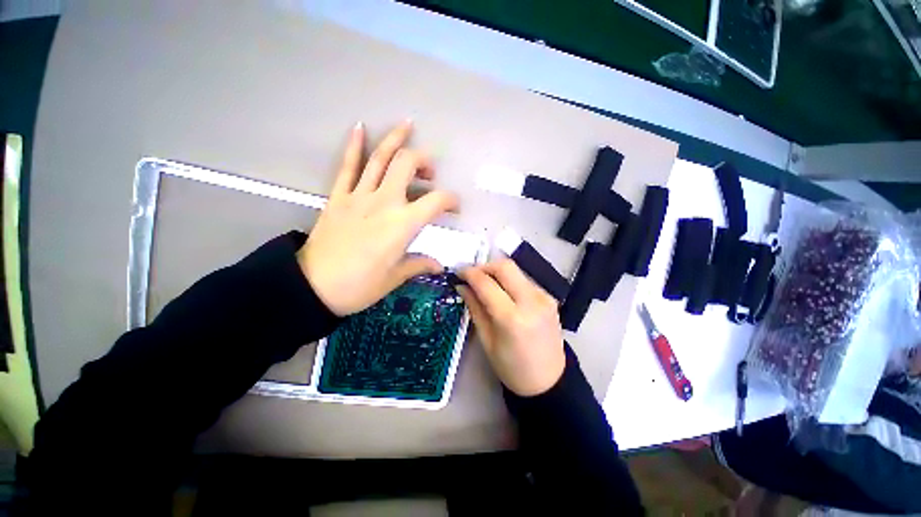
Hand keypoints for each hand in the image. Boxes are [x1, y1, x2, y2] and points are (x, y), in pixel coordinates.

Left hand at [299, 121, 458, 315]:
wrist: (313, 287)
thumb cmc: (360, 286)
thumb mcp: (395, 277)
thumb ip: (419, 265)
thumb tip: (439, 266)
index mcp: (403, 224)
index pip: (436, 201)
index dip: (451, 200)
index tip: (455, 208)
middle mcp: (384, 202)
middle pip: (407, 165)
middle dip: (424, 161)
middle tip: (431, 172)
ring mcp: (359, 196)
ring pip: (380, 158)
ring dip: (395, 139)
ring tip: (407, 125)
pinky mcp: (338, 197)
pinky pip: (347, 166)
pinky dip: (354, 145)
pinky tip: (359, 127)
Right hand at [458, 259, 566, 396]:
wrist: (550, 381)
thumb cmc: (512, 368)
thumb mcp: (487, 340)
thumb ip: (475, 308)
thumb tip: (462, 286)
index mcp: (512, 318)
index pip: (487, 283)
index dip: (469, 273)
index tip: (458, 273)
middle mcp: (531, 301)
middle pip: (505, 266)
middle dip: (484, 266)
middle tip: (471, 275)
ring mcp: (544, 297)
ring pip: (516, 270)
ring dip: (497, 272)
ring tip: (485, 284)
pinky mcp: (549, 297)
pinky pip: (524, 279)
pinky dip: (509, 280)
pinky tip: (503, 292)